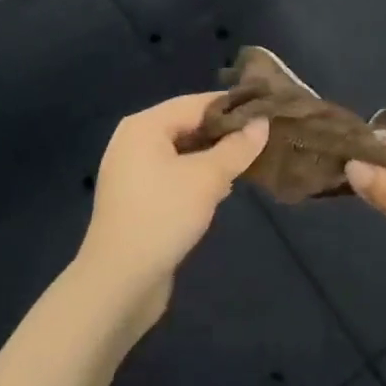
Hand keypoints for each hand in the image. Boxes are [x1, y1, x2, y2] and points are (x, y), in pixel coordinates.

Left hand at [75, 93, 267, 334]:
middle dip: (223, 134)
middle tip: (262, 141)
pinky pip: (171, 175)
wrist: (118, 282)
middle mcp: (133, 141)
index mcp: (144, 125)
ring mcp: (131, 171)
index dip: (232, 107)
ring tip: (247, 165)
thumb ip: (236, 148)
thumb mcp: (207, 179)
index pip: (196, 103)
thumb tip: (262, 123)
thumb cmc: (163, 217)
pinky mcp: (135, 198)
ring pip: (181, 153)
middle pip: (187, 126)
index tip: (267, 112)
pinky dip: (195, 177)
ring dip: (212, 158)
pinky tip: (219, 191)